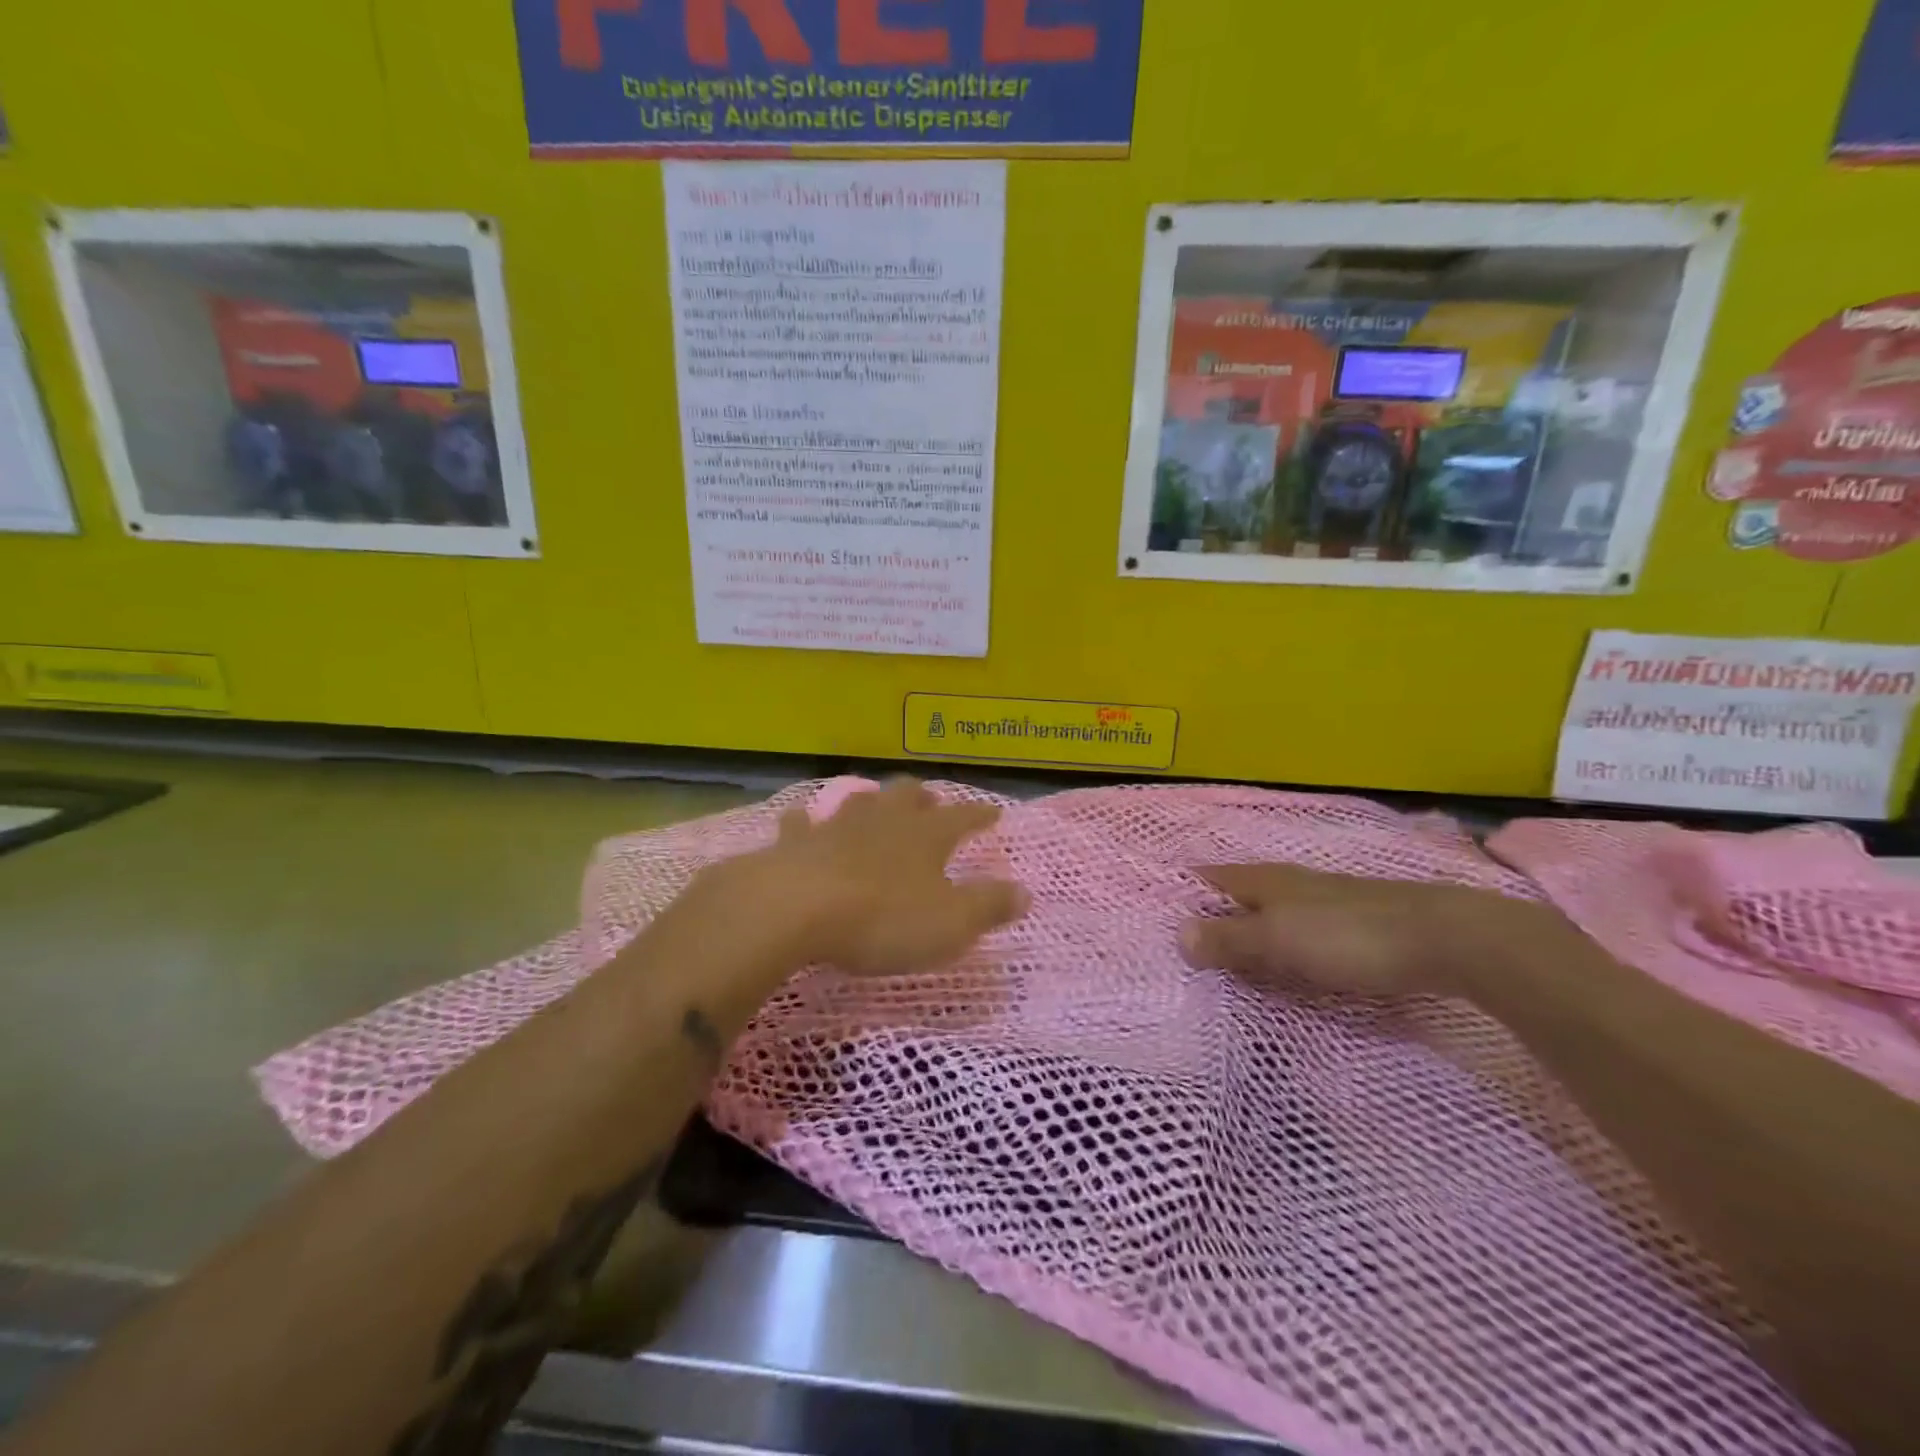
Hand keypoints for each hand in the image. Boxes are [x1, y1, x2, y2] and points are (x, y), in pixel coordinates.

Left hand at [717, 778, 1028, 976]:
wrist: (797, 909)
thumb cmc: (883, 918)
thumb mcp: (951, 922)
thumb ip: (989, 906)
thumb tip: (1025, 892)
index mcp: (926, 836)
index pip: (962, 818)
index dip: (979, 815)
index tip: (994, 812)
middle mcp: (884, 821)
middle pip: (907, 796)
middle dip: (922, 797)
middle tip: (930, 801)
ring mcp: (836, 827)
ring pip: (859, 801)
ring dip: (871, 801)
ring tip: (876, 804)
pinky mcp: (795, 843)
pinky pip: (801, 825)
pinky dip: (804, 823)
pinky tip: (799, 820)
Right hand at [1180, 864, 1551, 997]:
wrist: (1444, 940)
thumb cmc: (1347, 936)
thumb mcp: (1278, 940)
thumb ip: (1229, 938)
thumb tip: (1177, 933)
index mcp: (1265, 880)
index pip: (1211, 878)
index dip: (1184, 891)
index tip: (1156, 913)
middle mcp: (1289, 885)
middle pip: (1238, 897)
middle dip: (1212, 916)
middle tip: (1182, 948)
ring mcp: (1323, 904)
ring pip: (1270, 917)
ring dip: (1247, 935)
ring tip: (1223, 964)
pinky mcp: (1351, 927)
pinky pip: (1298, 936)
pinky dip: (1280, 950)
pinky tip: (1282, 969)